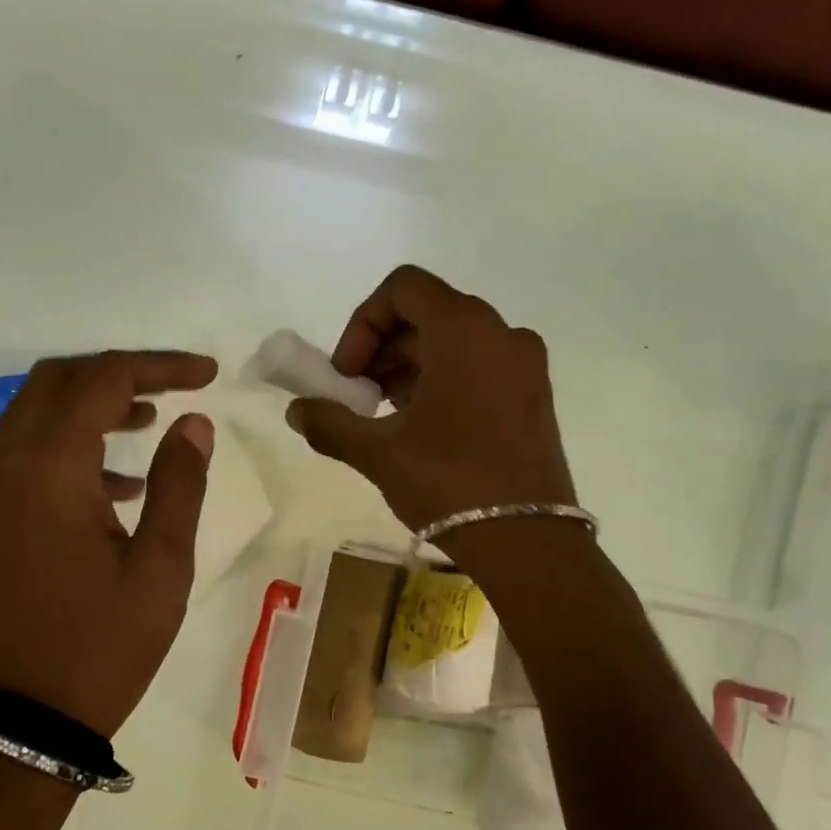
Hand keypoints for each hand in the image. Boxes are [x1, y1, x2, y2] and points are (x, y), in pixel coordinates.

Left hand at [0, 350, 216, 739]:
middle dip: (119, 374)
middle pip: (58, 381)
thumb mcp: (161, 566)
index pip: (103, 380)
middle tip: (173, 389)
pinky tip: (119, 484)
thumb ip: (179, 483)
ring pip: (37, 412)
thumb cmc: (104, 645)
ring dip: (92, 404)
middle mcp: (5, 464)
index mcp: (49, 470)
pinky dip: (71, 443)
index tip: (208, 375)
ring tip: (151, 423)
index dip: (159, 366)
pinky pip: (27, 451)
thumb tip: (194, 423)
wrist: (26, 720)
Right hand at [287, 265, 575, 532]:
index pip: (403, 288)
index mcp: (464, 330)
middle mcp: (501, 333)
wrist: (528, 542)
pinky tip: (422, 428)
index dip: (363, 323)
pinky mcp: (535, 394)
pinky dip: (443, 380)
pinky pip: (479, 366)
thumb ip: (329, 422)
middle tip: (358, 398)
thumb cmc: (449, 482)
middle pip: (427, 314)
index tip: (348, 373)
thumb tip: (296, 411)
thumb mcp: (378, 452)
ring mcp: (525, 364)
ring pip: (453, 342)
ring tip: (386, 417)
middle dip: (382, 350)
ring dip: (409, 367)